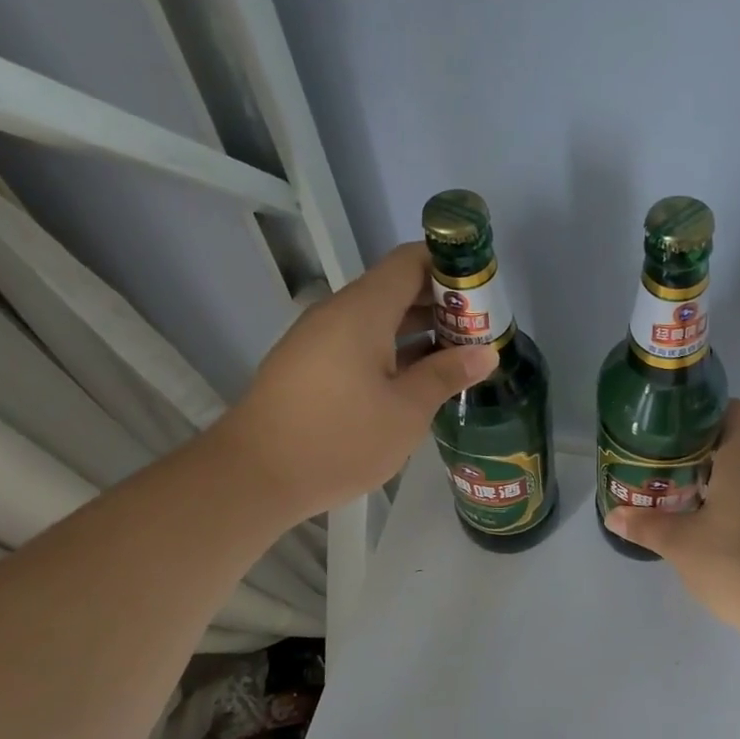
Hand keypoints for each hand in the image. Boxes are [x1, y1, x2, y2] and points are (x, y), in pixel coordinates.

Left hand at [224, 244, 496, 526]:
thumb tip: (486, 353)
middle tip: (482, 331)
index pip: (410, 261)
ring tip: (460, 356)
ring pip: (378, 319)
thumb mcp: (406, 411)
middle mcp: (338, 313)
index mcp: (363, 311)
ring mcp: (319, 340)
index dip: (450, 266)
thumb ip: (446, 375)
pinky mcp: (310, 366)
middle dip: (442, 304)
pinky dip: (393, 351)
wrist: (253, 477)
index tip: (484, 289)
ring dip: (419, 332)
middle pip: (396, 288)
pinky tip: (417, 380)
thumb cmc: (339, 439)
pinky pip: (360, 343)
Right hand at [606, 400, 739, 645]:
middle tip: (658, 466)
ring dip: (710, 479)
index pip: (732, 409)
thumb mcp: (680, 544)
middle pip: (732, 441)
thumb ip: (646, 525)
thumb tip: (615, 515)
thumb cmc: (737, 564)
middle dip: (694, 451)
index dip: (702, 412)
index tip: (670, 430)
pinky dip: (728, 503)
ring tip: (674, 496)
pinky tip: (704, 528)